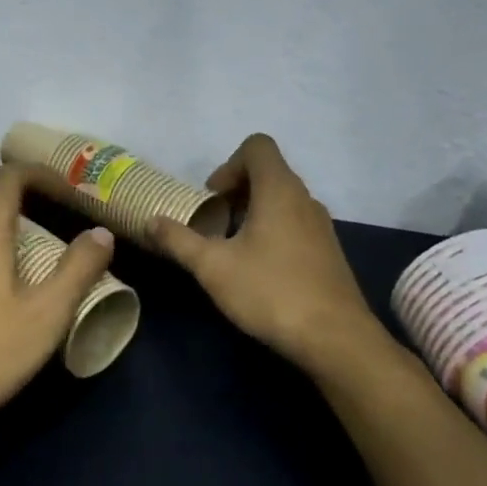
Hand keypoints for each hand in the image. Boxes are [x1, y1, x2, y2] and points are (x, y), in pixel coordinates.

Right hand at [149, 133, 387, 379]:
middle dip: (235, 191)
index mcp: (279, 190)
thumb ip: (179, 240)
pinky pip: (294, 223)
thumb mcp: (213, 267)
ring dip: (252, 213)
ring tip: (230, 248)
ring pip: (281, 200)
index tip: (212, 198)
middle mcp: (304, 199)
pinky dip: (271, 231)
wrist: (335, 339)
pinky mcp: (327, 251)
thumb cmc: (271, 291)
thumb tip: (151, 221)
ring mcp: (321, 226)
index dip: (228, 164)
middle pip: (268, 172)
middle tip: (213, 224)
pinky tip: (257, 269)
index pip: (257, 146)